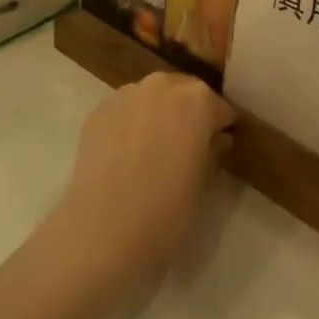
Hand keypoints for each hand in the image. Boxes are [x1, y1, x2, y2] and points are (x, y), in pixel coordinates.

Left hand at [52, 72, 235, 287]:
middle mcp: (162, 86)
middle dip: (189, 113)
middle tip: (186, 148)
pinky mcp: (98, 110)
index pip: (220, 109)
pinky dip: (131, 123)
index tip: (217, 148)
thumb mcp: (203, 186)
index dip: (220, 129)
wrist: (102, 232)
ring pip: (152, 97)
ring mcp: (126, 94)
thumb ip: (214, 152)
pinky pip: (125, 110)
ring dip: (158, 113)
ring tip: (153, 149)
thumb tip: (217, 139)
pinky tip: (126, 153)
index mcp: (197, 101)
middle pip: (185, 93)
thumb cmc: (166, 213)